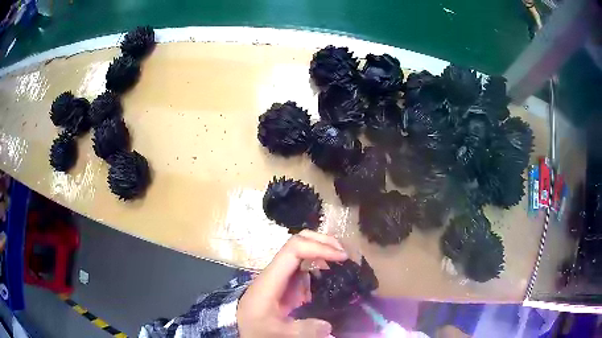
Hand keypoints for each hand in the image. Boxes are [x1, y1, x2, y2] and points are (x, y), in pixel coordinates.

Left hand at [237, 230, 347, 337]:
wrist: (244, 329)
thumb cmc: (257, 329)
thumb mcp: (278, 333)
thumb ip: (302, 330)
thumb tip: (328, 326)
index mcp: (270, 280)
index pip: (293, 250)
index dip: (318, 248)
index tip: (341, 257)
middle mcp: (276, 272)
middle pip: (297, 242)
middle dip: (323, 242)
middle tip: (345, 254)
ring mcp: (281, 275)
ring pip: (302, 249)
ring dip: (323, 249)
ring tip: (344, 260)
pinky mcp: (287, 282)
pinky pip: (305, 264)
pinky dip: (321, 261)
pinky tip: (333, 271)